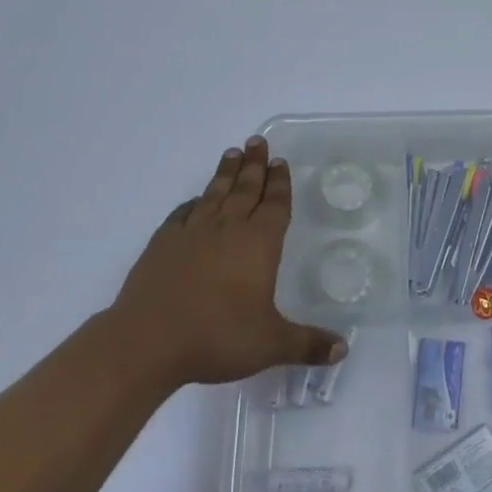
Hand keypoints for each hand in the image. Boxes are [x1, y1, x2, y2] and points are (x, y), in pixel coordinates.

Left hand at [112, 137, 348, 387]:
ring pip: (215, 194)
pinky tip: (195, 200)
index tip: (281, 162)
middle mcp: (228, 229)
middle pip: (245, 189)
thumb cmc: (217, 337)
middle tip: (258, 141)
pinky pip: (182, 214)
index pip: (275, 205)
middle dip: (255, 165)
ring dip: (226, 173)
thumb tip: (343, 350)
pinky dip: (192, 203)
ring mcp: (192, 233)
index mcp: (259, 243)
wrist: (148, 341)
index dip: (280, 184)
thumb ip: (307, 344)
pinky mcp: (163, 244)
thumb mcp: (270, 344)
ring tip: (232, 152)